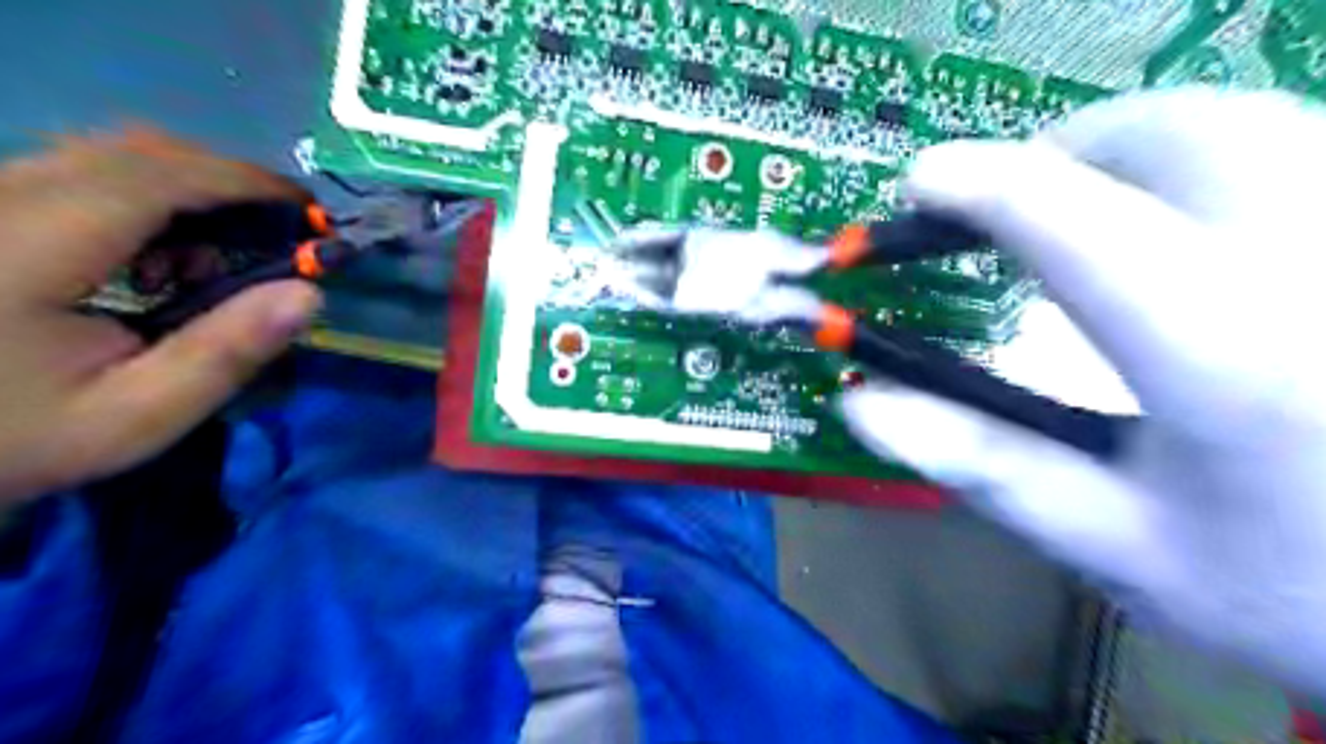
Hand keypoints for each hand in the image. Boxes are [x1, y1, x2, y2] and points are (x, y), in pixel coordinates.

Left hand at [1, 132, 316, 509]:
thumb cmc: (11, 436)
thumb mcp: (135, 416)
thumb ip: (225, 353)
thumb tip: (309, 294)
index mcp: (29, 245)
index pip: (158, 176)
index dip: (248, 183)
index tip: (312, 214)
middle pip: (136, 152)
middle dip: (227, 185)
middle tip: (279, 239)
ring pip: (106, 155)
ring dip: (189, 193)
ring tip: (219, 259)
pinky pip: (78, 172)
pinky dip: (146, 199)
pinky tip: (157, 258)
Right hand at [837, 88, 1325, 696]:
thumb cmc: (1300, 591)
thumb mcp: (1116, 546)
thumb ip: (983, 464)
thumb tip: (859, 402)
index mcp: (1233, 358)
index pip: (1079, 225)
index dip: (983, 187)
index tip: (921, 183)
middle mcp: (1323, 267)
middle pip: (1183, 134)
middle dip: (1068, 152)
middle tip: (1009, 203)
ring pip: (1250, 122)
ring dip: (1136, 151)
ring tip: (1082, 208)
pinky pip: (1298, 148)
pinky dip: (1210, 161)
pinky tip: (1186, 222)